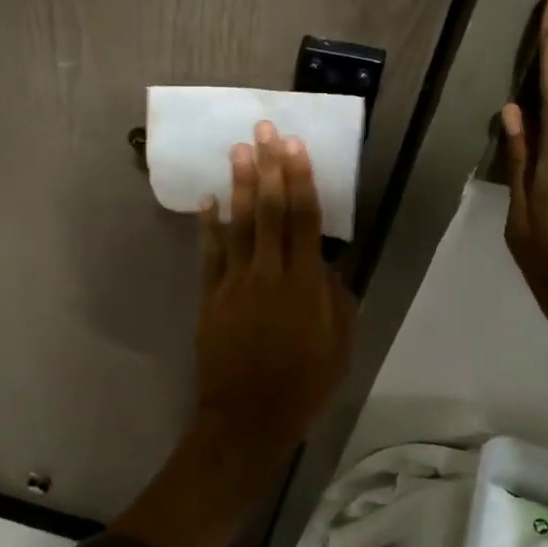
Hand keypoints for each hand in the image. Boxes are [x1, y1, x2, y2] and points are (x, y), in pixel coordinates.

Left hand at [194, 120, 354, 450]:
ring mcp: (234, 283)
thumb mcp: (339, 345)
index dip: (301, 180)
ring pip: (238, 225)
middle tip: (264, 130)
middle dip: (268, 167)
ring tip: (238, 149)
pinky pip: (209, 253)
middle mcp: (268, 274)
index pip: (304, 220)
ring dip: (239, 185)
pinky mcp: (210, 296)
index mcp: (305, 284)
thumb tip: (326, 264)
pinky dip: (209, 226)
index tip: (295, 147)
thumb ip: (336, 298)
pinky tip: (208, 201)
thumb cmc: (304, 385)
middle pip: (269, 212)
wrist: (248, 417)